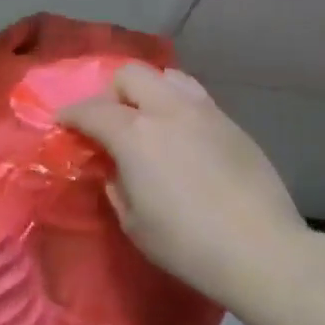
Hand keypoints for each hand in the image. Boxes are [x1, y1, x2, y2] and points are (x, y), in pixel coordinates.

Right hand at [60, 65, 311, 301]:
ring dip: (149, 92)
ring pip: (169, 78)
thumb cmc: (185, 243)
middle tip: (109, 121)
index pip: (91, 109)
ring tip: (149, 121)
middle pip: (131, 74)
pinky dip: (178, 107)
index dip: (71, 114)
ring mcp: (205, 113)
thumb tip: (114, 168)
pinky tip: (183, 137)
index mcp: (134, 135)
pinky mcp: (233, 124)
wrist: (260, 250)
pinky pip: (196, 98)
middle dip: (111, 92)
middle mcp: (168, 111)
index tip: (64, 123)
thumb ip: (116, 184)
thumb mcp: (133, 222)